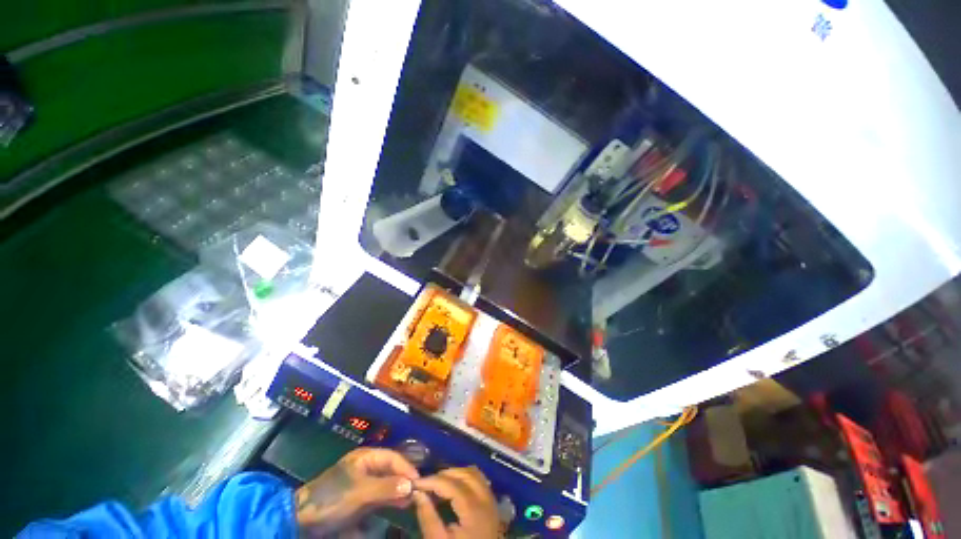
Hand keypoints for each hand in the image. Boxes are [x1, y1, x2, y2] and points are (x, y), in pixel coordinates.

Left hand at [295, 448, 418, 534]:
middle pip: (391, 470)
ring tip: (409, 503)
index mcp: (366, 457)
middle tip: (417, 494)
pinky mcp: (358, 499)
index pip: (393, 458)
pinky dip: (387, 502)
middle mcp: (366, 467)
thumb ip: (386, 488)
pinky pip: (378, 497)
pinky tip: (395, 508)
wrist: (302, 520)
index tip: (419, 483)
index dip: (407, 468)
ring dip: (397, 492)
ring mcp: (362, 483)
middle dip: (403, 481)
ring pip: (386, 484)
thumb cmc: (332, 499)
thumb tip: (412, 485)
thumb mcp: (360, 493)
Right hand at [413, 466, 499, 538]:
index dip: (433, 480)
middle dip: (445, 474)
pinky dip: (465, 478)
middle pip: (465, 474)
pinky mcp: (492, 504)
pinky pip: (480, 480)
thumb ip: (428, 517)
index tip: (416, 483)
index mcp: (474, 510)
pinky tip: (454, 487)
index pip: (452, 484)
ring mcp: (491, 501)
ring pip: (474, 474)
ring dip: (456, 473)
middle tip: (427, 483)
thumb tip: (417, 492)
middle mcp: (486, 499)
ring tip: (439, 484)